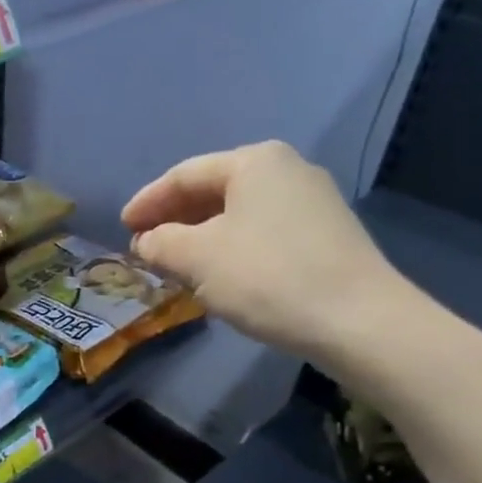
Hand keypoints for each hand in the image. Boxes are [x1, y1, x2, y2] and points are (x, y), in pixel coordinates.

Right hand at [121, 141, 408, 360]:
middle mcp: (287, 170)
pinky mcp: (326, 234)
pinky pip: (262, 231)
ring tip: (175, 263)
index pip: (184, 175)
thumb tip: (147, 241)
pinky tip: (219, 273)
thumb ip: (161, 243)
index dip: (147, 202)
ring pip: (239, 213)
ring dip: (201, 235)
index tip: (122, 227)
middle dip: (175, 218)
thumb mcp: (197, 258)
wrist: (359, 320)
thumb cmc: (267, 277)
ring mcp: (313, 201)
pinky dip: (231, 247)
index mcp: (254, 161)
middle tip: (145, 245)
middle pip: (213, 190)